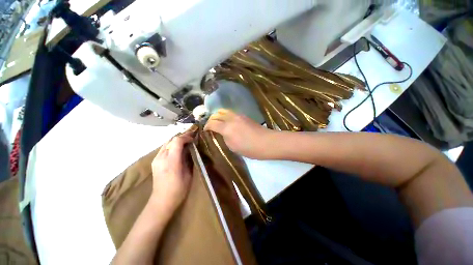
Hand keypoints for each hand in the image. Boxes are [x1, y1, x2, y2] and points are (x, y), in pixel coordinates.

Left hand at [150, 131, 193, 211]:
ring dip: (177, 140)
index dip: (186, 137)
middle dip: (182, 136)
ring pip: (167, 143)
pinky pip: (164, 148)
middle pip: (171, 139)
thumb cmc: (179, 189)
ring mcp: (156, 159)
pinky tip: (178, 149)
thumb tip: (191, 149)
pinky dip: (172, 145)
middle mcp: (161, 157)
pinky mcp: (155, 161)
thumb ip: (188, 159)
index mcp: (171, 161)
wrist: (162, 201)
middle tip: (192, 137)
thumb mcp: (188, 173)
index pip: (177, 141)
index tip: (194, 138)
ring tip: (186, 141)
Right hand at [204, 109, 273, 158]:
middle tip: (210, 125)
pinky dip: (226, 116)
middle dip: (211, 119)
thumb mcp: (233, 147)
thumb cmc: (249, 148)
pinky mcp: (244, 116)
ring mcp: (238, 116)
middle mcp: (231, 118)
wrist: (266, 142)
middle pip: (217, 114)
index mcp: (226, 128)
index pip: (212, 123)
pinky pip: (231, 113)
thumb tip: (222, 132)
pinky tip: (228, 122)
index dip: (206, 126)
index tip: (205, 130)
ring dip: (219, 116)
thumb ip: (224, 138)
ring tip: (218, 122)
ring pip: (224, 111)